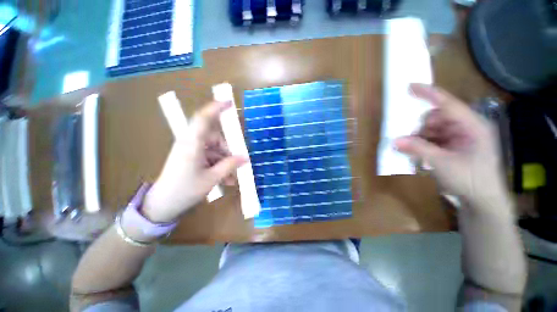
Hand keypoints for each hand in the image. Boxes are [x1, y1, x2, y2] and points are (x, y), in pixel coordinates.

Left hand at [141, 101, 246, 222]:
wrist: (162, 205)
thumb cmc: (185, 190)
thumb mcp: (212, 178)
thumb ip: (230, 165)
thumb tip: (245, 158)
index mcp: (192, 144)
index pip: (203, 119)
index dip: (216, 108)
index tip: (230, 103)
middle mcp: (190, 143)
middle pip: (215, 137)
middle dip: (228, 150)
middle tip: (238, 163)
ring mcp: (191, 151)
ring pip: (214, 149)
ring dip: (225, 162)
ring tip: (232, 178)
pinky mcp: (191, 158)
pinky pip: (210, 157)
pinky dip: (219, 166)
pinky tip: (226, 180)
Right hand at [395, 84, 508, 209]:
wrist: (482, 201)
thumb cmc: (471, 180)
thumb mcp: (443, 163)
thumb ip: (418, 149)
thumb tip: (394, 141)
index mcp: (472, 126)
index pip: (448, 104)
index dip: (429, 94)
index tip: (410, 87)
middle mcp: (466, 127)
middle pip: (437, 117)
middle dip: (420, 126)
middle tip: (405, 138)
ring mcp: (459, 137)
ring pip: (432, 129)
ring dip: (418, 137)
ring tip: (409, 148)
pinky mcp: (453, 146)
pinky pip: (432, 139)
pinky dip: (422, 143)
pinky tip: (416, 152)